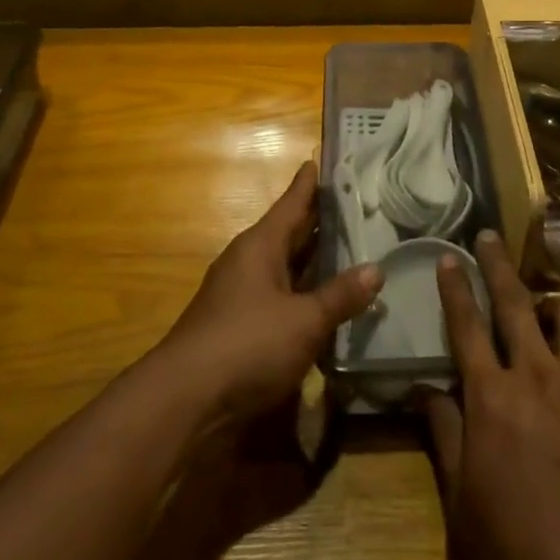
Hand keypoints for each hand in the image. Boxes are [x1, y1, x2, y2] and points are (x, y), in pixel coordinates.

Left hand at [161, 161, 380, 419]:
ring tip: (350, 249)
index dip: (309, 183)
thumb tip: (376, 270)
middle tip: (355, 205)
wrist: (184, 401)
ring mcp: (240, 294)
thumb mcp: (304, 321)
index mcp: (261, 245)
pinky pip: (280, 296)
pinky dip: (303, 293)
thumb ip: (340, 296)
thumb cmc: (247, 345)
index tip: (322, 159)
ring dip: (313, 260)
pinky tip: (326, 302)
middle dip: (319, 221)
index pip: (292, 203)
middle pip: (289, 233)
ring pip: (285, 266)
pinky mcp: (239, 326)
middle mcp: (249, 262)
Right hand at [423, 231, 559, 559]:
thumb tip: (429, 389)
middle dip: (497, 264)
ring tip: (546, 315)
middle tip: (488, 238)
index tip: (448, 256)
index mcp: (491, 398)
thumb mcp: (461, 503)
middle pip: (515, 301)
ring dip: (553, 307)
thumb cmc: (517, 552)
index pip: (466, 325)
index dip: (455, 287)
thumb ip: (444, 436)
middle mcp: (537, 376)